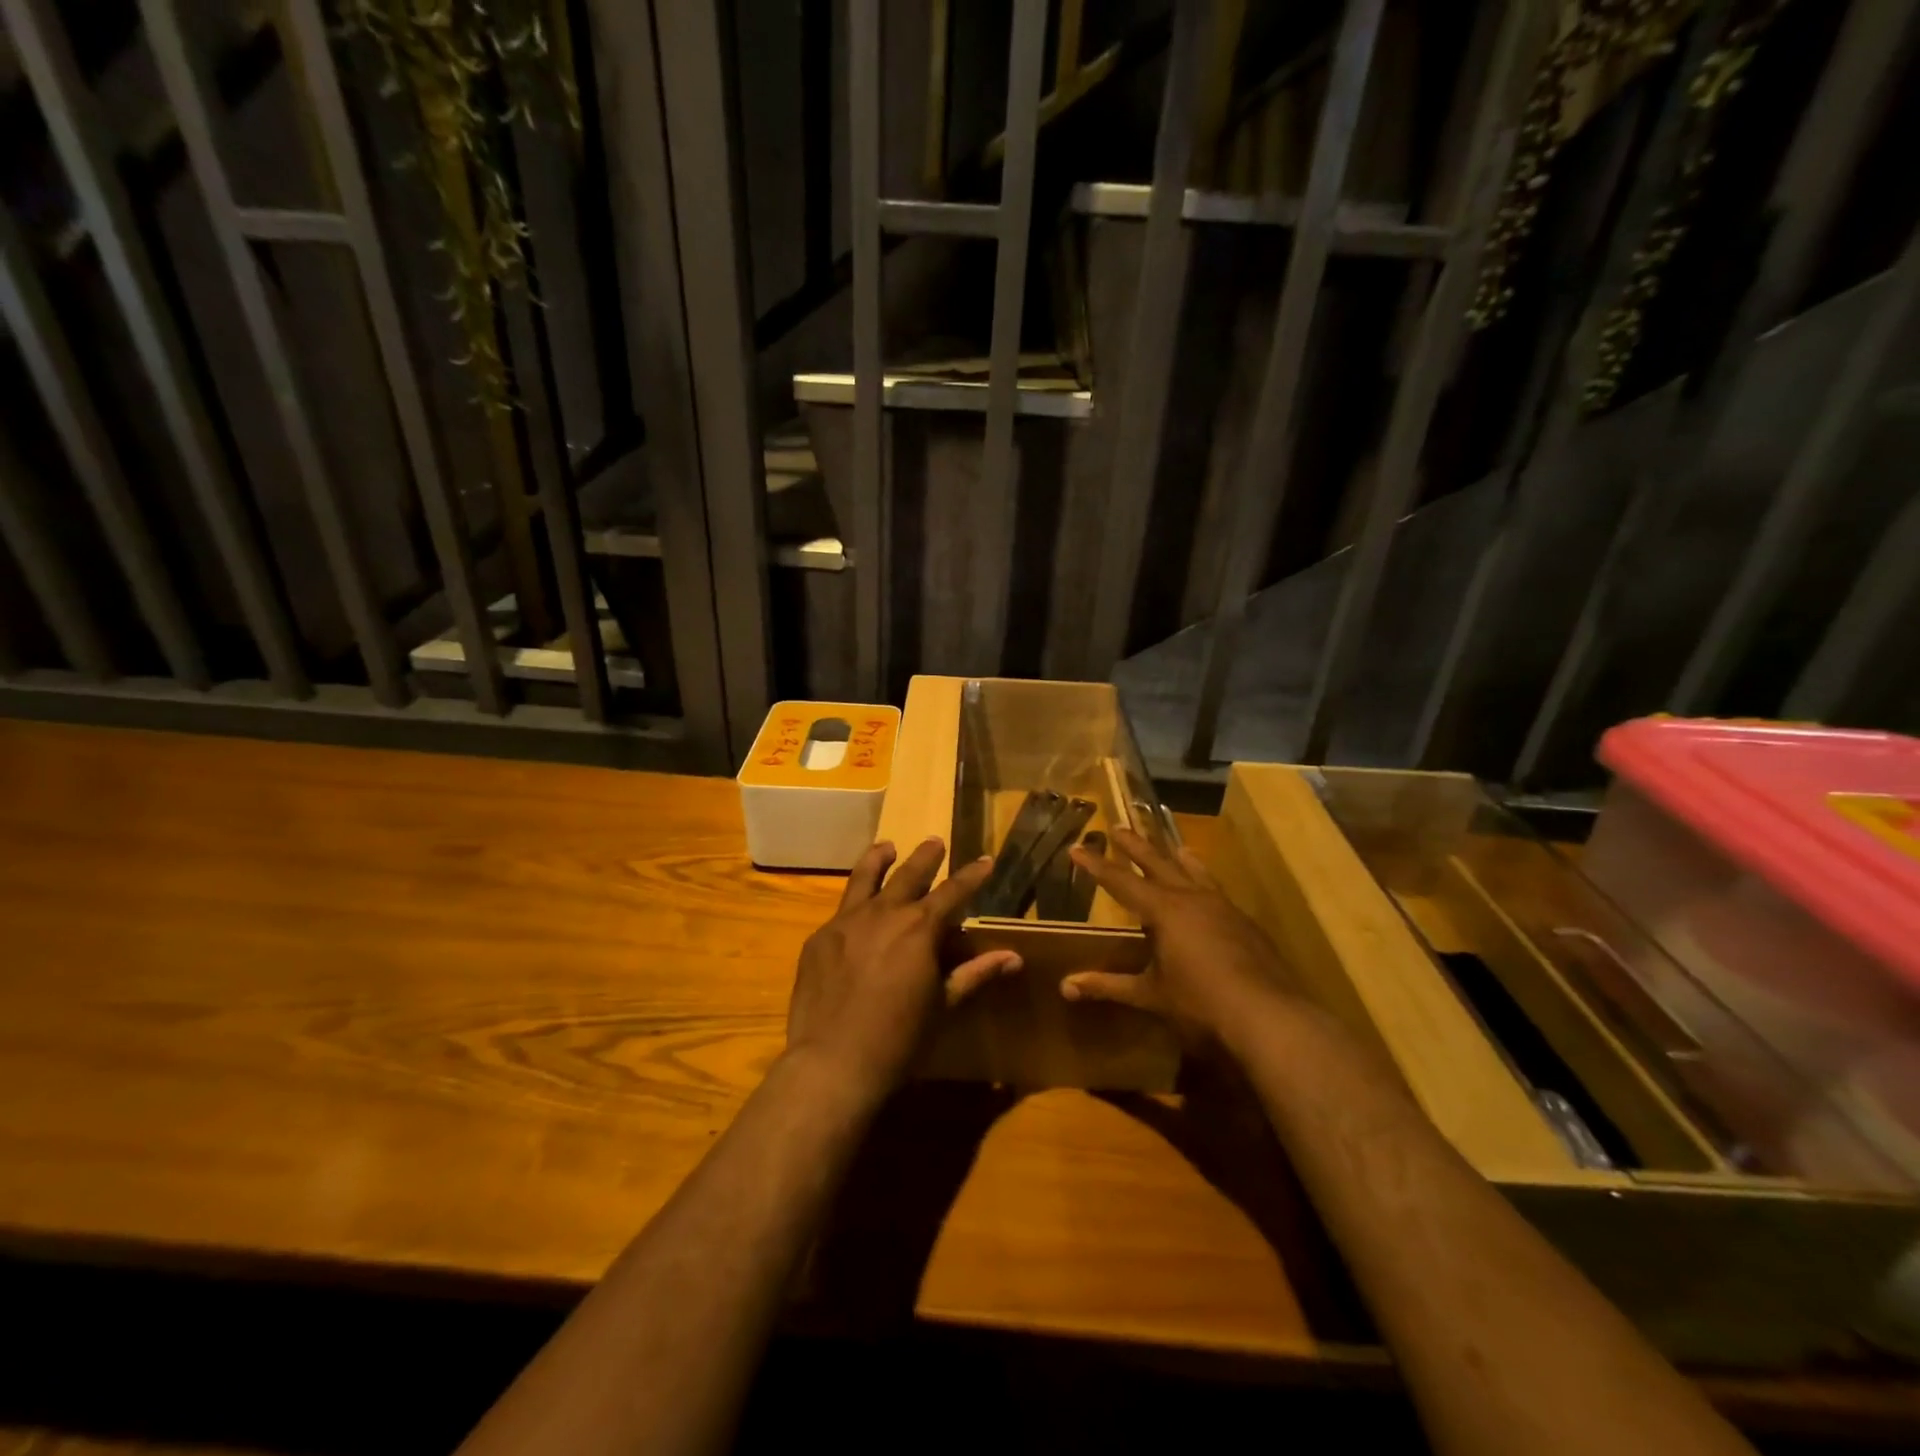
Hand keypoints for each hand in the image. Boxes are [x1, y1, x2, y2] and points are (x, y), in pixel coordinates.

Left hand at [785, 837, 1021, 1102]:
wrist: (832, 1062)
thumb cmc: (899, 1040)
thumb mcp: (943, 1006)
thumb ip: (975, 974)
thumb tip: (1013, 957)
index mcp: (919, 928)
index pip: (953, 891)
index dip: (972, 875)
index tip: (984, 860)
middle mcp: (883, 913)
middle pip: (908, 874)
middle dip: (926, 857)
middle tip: (934, 842)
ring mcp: (845, 922)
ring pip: (865, 878)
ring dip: (879, 859)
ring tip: (887, 847)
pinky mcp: (819, 939)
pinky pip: (840, 911)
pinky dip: (854, 903)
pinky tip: (856, 913)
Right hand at [1059, 827, 1291, 1047]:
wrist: (1269, 1016)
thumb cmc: (1200, 1003)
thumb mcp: (1150, 995)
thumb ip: (1109, 986)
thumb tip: (1065, 987)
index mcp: (1164, 910)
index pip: (1121, 881)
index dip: (1096, 865)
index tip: (1077, 848)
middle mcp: (1192, 898)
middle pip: (1158, 863)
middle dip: (1135, 846)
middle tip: (1118, 827)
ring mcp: (1223, 908)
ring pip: (1195, 872)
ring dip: (1178, 857)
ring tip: (1174, 845)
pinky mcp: (1245, 924)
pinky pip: (1217, 891)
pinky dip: (1205, 881)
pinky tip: (1209, 893)